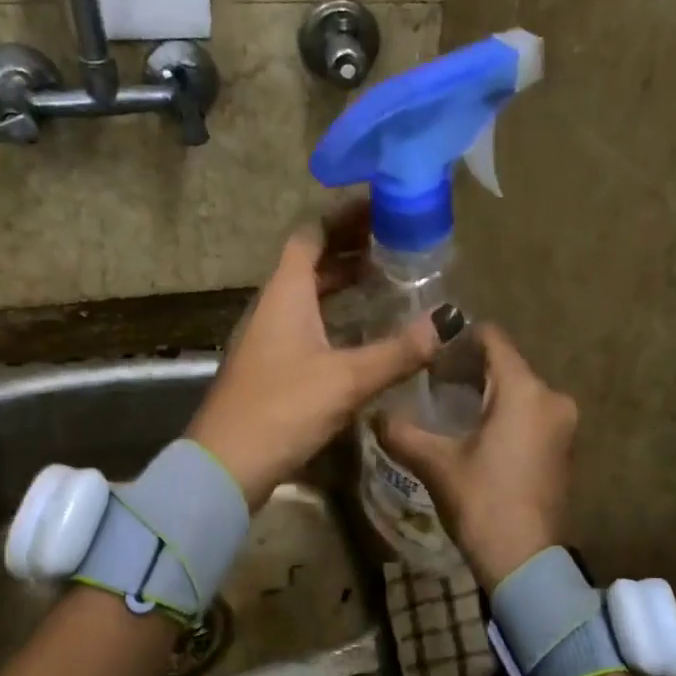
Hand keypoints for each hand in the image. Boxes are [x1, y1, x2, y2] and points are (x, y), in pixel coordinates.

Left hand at [187, 203, 441, 508]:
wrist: (227, 466)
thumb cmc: (282, 409)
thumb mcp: (346, 379)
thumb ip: (398, 351)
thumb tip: (448, 321)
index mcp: (285, 294)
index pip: (311, 235)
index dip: (344, 218)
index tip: (382, 209)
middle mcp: (273, 308)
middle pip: (311, 264)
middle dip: (351, 250)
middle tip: (397, 245)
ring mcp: (269, 340)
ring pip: (309, 298)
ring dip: (343, 286)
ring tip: (387, 283)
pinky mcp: (272, 370)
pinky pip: (308, 327)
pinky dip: (336, 319)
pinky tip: (363, 335)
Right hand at [377, 327, 577, 587]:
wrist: (525, 560)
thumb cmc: (482, 502)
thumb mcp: (436, 465)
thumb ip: (402, 432)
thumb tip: (374, 414)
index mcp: (524, 391)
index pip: (493, 339)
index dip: (460, 337)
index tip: (430, 349)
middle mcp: (552, 398)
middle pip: (507, 365)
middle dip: (469, 369)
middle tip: (430, 382)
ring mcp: (563, 424)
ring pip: (519, 391)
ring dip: (487, 394)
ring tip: (448, 408)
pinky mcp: (564, 448)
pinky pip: (531, 414)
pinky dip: (505, 414)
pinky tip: (476, 432)